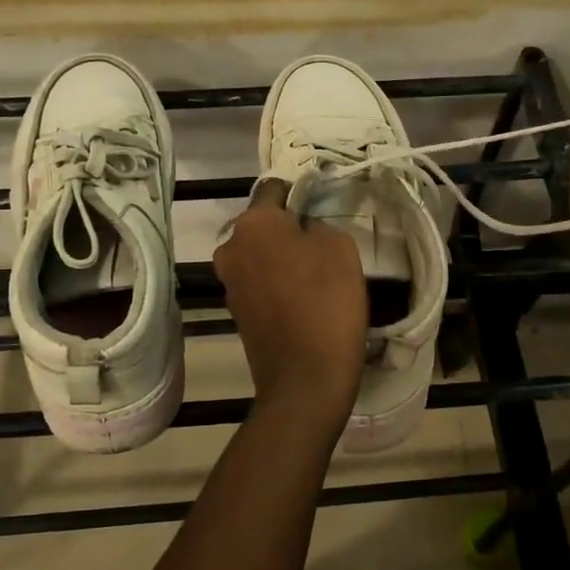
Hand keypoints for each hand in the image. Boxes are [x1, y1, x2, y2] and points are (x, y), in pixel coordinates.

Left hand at [213, 180, 369, 417]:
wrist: (305, 379)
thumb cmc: (327, 302)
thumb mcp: (340, 246)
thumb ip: (317, 224)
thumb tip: (303, 229)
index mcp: (253, 223)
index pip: (275, 189)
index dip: (300, 193)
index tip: (322, 205)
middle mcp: (231, 247)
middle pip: (265, 225)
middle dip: (289, 229)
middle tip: (324, 245)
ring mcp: (229, 282)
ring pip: (262, 254)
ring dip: (284, 258)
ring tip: (317, 275)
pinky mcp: (236, 311)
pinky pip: (260, 282)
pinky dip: (278, 284)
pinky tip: (304, 299)